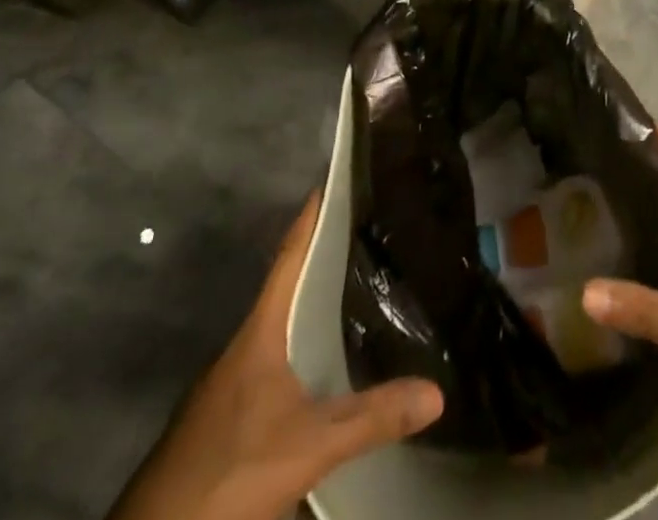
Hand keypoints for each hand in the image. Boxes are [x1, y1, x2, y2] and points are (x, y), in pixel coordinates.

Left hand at [108, 193, 443, 519]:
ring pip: (274, 334)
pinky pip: (266, 369)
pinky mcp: (220, 423)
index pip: (288, 260)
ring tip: (348, 299)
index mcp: (258, 336)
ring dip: (305, 314)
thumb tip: (437, 392)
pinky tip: (317, 376)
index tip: (327, 185)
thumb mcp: (309, 447)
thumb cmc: (229, 473)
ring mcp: (225, 389)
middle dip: (316, 264)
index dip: (308, 222)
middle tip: (359, 239)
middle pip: (282, 292)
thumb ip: (371, 418)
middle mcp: (240, 350)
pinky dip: (294, 355)